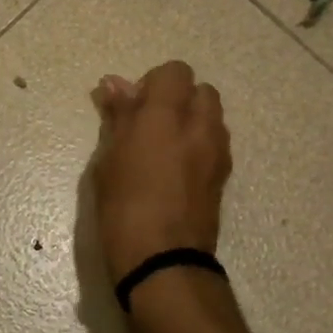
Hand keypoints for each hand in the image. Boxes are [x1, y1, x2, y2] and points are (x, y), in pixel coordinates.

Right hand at [91, 61, 231, 285]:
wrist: (163, 261)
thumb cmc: (123, 207)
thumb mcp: (108, 160)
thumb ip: (117, 117)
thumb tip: (114, 84)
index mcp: (166, 115)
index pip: (175, 71)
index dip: (153, 84)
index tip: (133, 108)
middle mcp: (200, 126)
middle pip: (201, 90)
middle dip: (178, 100)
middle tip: (149, 126)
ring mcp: (217, 152)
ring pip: (212, 117)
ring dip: (191, 122)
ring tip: (162, 151)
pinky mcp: (224, 177)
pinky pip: (214, 144)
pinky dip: (198, 146)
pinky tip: (175, 172)